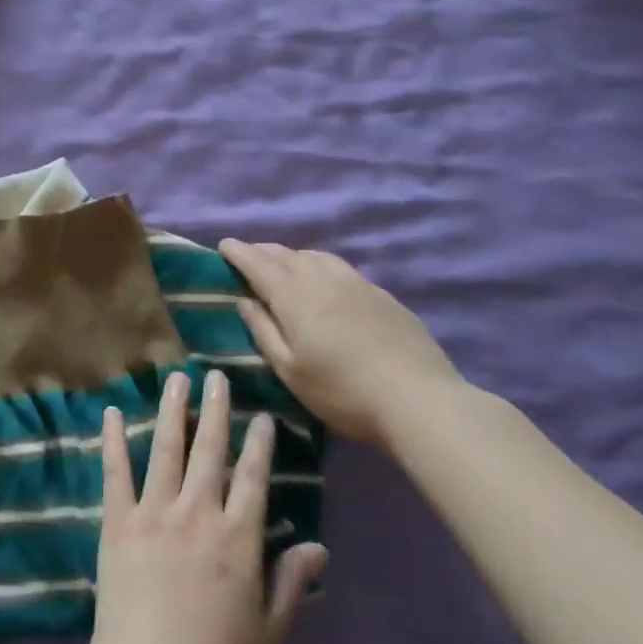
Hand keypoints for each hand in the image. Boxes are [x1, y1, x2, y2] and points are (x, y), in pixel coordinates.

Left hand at [85, 370, 327, 643]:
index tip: (262, 414)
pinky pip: (116, 473)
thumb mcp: (268, 633)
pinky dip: (114, 440)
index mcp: (237, 538)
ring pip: (166, 449)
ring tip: (176, 378)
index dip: (259, 444)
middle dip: (216, 410)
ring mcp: (154, 512)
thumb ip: (291, 583)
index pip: (253, 477)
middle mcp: (197, 512)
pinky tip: (112, 413)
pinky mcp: (118, 522)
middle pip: (210, 450)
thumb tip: (318, 546)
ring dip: (172, 410)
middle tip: (216, 376)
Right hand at [219, 239, 466, 447]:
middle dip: (263, 251)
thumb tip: (246, 301)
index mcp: (294, 296)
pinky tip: (325, 279)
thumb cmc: (342, 391)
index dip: (239, 253)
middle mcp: (322, 279)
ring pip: (316, 257)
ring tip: (284, 262)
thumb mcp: (290, 370)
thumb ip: (264, 331)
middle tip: (248, 253)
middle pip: (287, 256)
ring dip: (293, 255)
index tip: (224, 244)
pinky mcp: (381, 294)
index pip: (259, 265)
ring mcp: (356, 283)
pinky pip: (339, 267)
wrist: (417, 398)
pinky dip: (320, 265)